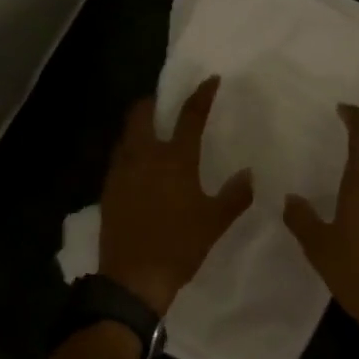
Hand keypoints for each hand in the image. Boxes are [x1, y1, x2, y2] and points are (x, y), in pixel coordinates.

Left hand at [98, 76, 253, 315]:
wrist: (132, 278)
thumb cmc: (179, 246)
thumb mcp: (214, 223)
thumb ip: (234, 195)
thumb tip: (249, 174)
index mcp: (175, 159)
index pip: (190, 116)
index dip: (201, 95)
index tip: (210, 80)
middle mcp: (145, 156)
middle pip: (141, 114)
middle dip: (151, 102)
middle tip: (164, 103)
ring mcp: (122, 171)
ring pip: (126, 134)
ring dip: (138, 125)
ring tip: (152, 131)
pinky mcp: (108, 188)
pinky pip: (118, 157)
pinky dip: (129, 150)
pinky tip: (138, 165)